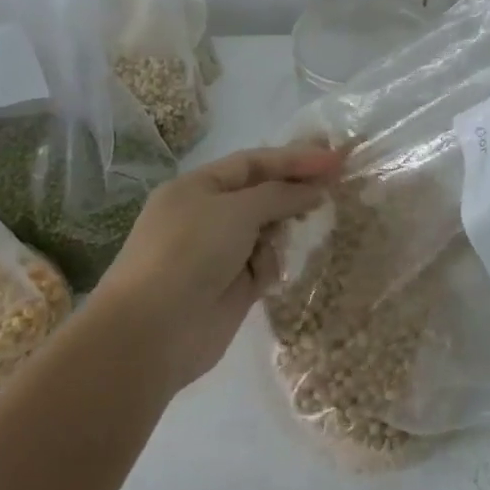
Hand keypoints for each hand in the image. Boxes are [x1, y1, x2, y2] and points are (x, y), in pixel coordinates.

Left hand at [94, 144, 343, 389]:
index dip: (295, 158)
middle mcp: (207, 216)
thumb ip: (280, 194)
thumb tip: (315, 189)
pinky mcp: (233, 287)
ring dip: (287, 227)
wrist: (152, 332)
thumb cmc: (189, 252)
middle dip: (296, 190)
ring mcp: (220, 253)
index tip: (335, 159)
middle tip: (337, 185)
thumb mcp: (236, 210)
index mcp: (198, 187)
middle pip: (263, 194)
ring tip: (314, 223)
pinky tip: (277, 269)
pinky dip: (275, 263)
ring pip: (268, 229)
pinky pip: (265, 264)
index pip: (254, 162)